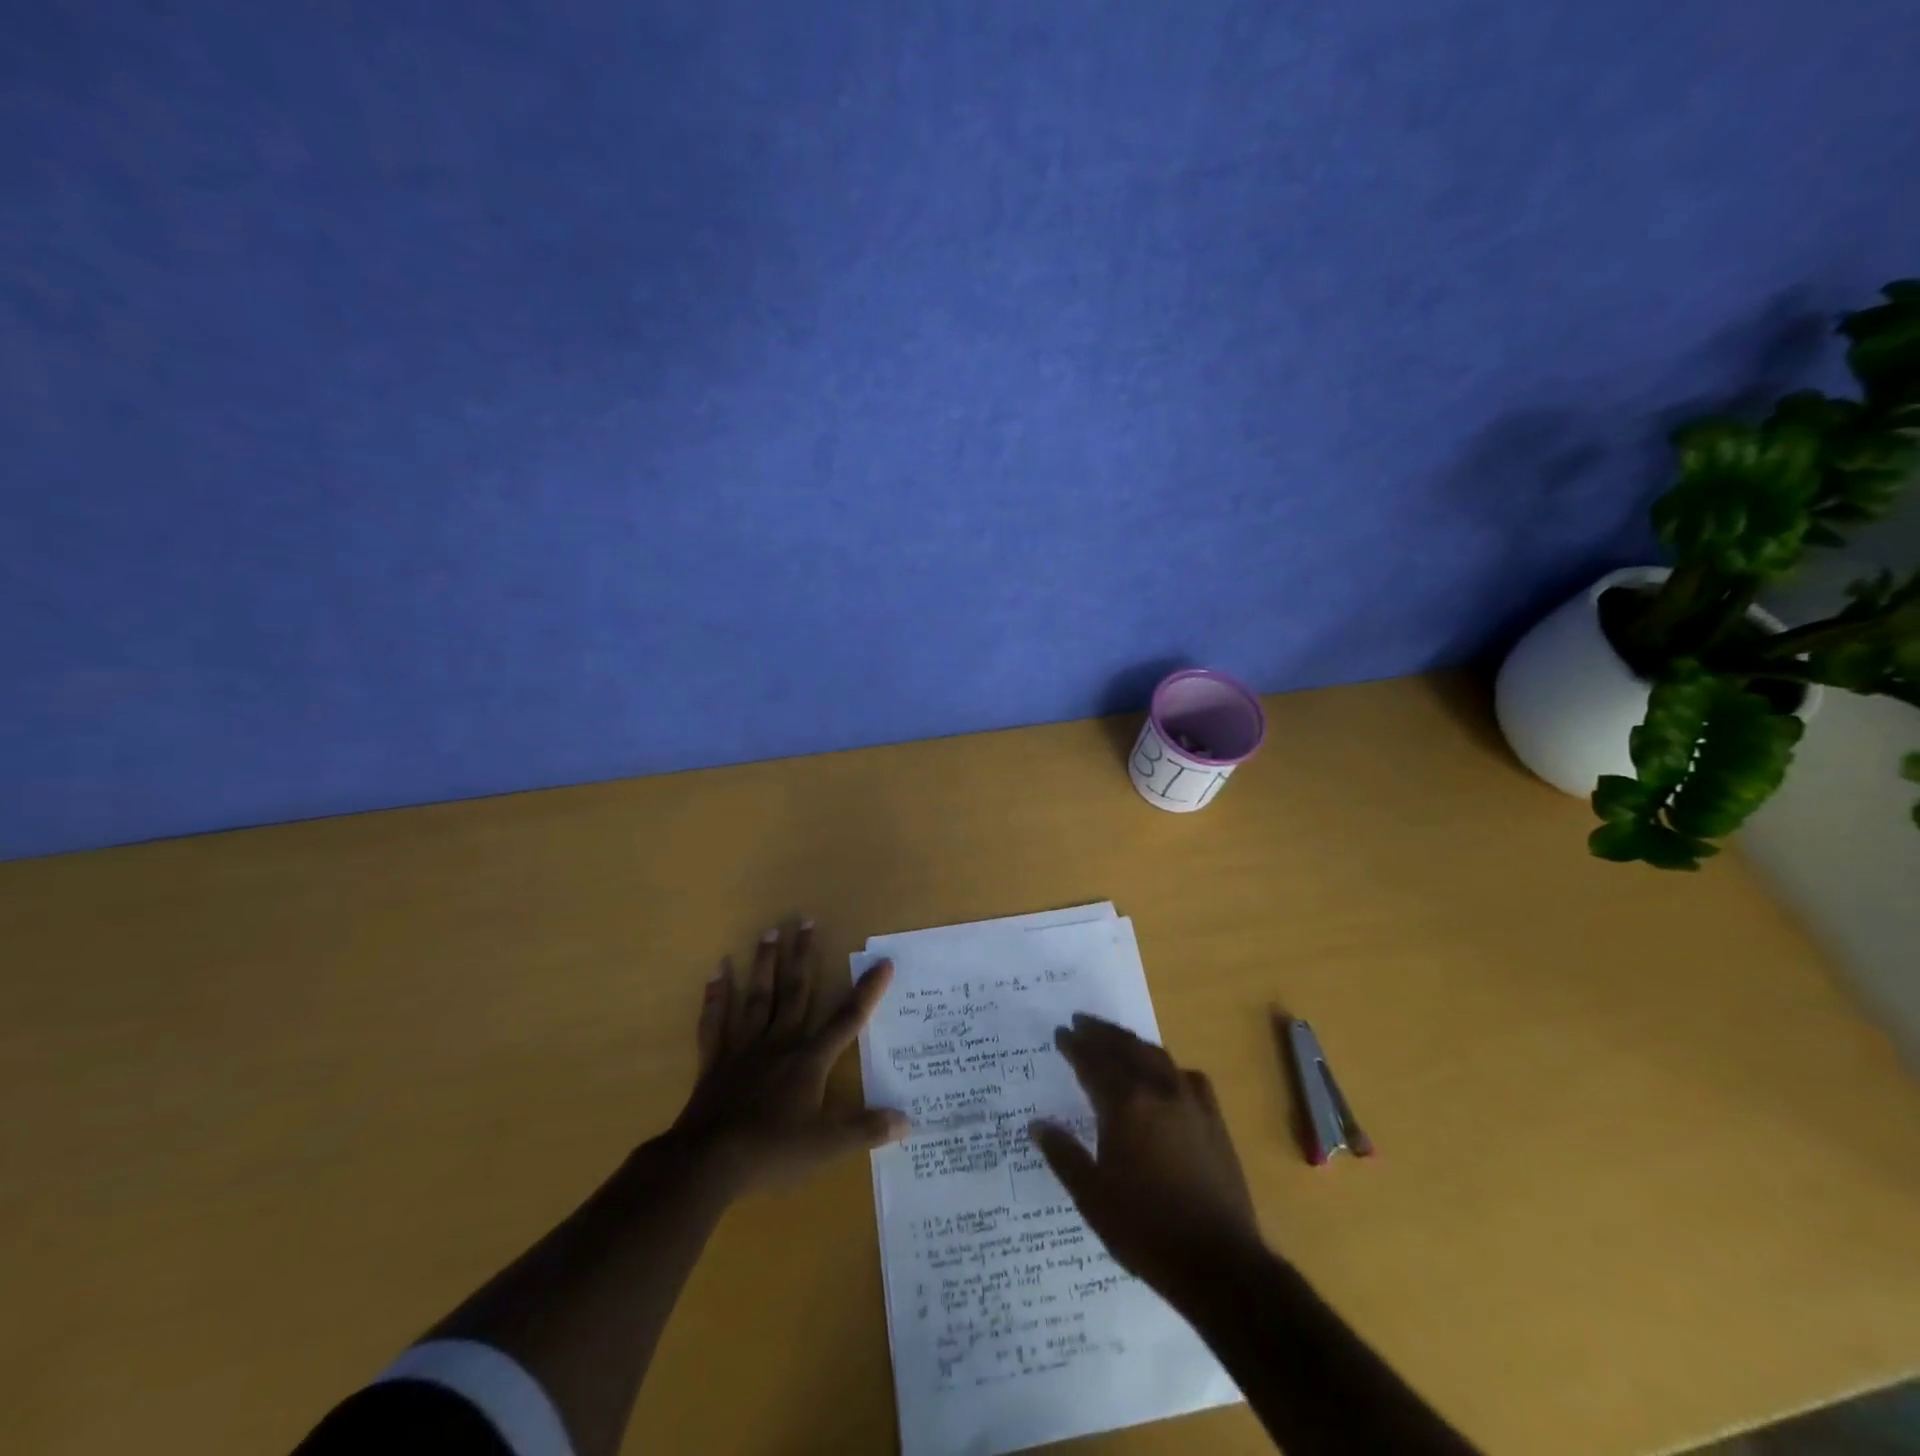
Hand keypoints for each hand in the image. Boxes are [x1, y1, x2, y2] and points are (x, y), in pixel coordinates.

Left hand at [672, 921, 908, 1193]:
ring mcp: (744, 1048)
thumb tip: (908, 1120)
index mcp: (809, 1060)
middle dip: (803, 956)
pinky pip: (716, 1022)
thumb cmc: (771, 1152)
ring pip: (757, 997)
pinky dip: (716, 997)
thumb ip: (866, 1129)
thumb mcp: (826, 1147)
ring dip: (764, 964)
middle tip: (805, 920)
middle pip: (795, 992)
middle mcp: (779, 1043)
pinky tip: (716, 971)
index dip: (867, 991)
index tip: (882, 961)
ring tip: (769, 931)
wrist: (707, 1163)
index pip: (847, 1019)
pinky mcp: (715, 1061)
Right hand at [1031, 1013, 1262, 1298]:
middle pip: (1125, 1048)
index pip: (1093, 1062)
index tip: (1060, 1032)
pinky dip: (1168, 1067)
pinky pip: (1187, 1077)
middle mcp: (1157, 1091)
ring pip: (1156, 1056)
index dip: (1074, 1046)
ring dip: (1132, 1043)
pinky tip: (1165, 1075)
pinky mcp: (1213, 1120)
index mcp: (1125, 1106)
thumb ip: (1064, 1155)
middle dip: (1101, 1032)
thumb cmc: (1146, 1230)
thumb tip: (1037, 1124)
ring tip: (1116, 1039)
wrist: (1219, 1262)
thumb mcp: (1092, 1197)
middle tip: (1081, 1022)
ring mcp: (1190, 1103)